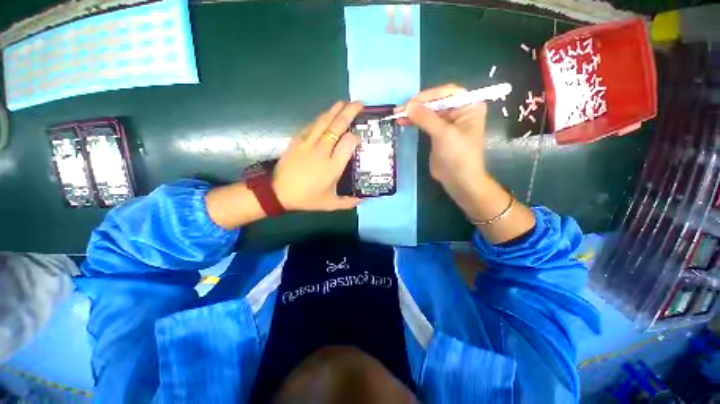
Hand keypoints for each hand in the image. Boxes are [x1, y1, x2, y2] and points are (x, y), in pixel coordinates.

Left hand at [272, 101, 363, 211]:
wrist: (279, 193)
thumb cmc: (307, 198)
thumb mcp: (330, 204)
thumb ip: (349, 202)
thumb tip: (364, 199)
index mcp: (333, 166)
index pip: (349, 143)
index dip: (356, 137)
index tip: (360, 138)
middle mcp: (322, 151)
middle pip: (338, 126)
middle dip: (350, 112)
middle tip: (359, 104)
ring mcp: (308, 143)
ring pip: (324, 121)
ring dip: (335, 110)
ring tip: (345, 102)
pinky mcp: (297, 140)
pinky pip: (312, 125)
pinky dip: (321, 118)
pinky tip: (326, 114)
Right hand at [398, 84, 490, 205]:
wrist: (458, 179)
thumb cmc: (458, 155)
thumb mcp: (444, 134)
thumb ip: (426, 118)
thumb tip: (408, 106)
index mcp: (469, 106)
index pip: (447, 93)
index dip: (428, 96)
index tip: (411, 103)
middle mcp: (459, 111)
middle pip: (436, 102)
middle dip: (418, 105)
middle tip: (400, 109)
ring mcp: (448, 123)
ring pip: (428, 113)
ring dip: (413, 114)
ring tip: (397, 115)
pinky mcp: (438, 134)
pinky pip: (425, 123)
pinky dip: (414, 122)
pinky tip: (403, 122)